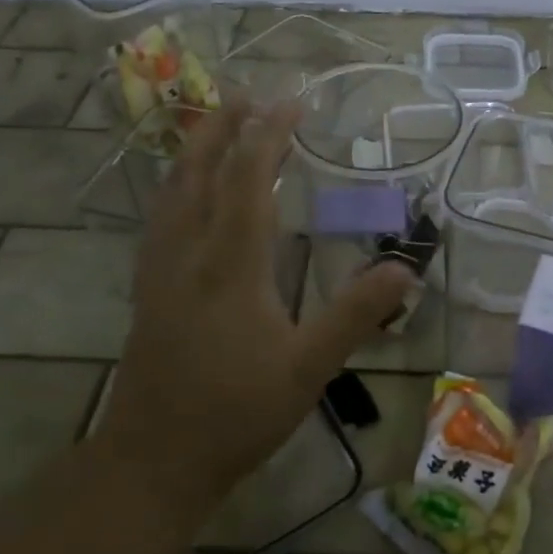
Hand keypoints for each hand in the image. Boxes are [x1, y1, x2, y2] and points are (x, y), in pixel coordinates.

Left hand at [93, 99, 413, 525]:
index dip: (268, 136)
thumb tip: (404, 267)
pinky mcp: (147, 289)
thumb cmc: (236, 413)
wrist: (152, 461)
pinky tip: (182, 192)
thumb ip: (355, 315)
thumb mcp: (308, 368)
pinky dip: (176, 185)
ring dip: (195, 149)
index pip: (248, 181)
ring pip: (172, 191)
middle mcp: (189, 253)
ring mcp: (160, 270)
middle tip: (246, 92)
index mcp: (231, 265)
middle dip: (224, 127)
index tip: (290, 103)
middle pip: (201, 172)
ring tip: (214, 123)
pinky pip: (160, 217)